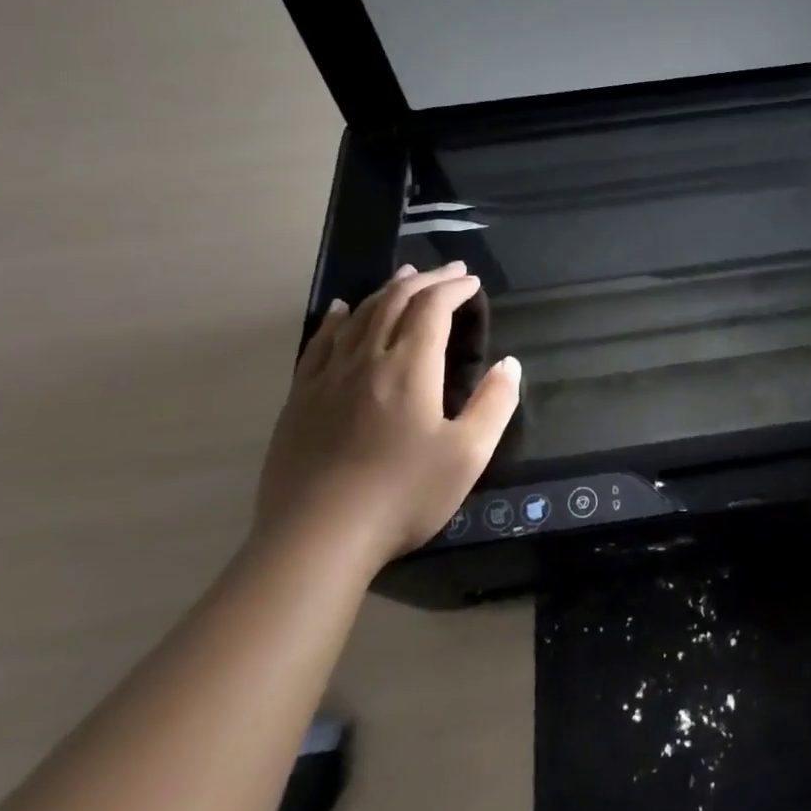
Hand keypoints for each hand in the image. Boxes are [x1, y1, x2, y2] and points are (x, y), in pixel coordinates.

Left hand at [256, 262, 520, 565]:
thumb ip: (495, 404)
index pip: (432, 309)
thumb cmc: (403, 495)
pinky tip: (343, 311)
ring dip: (386, 290)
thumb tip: (510, 364)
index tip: (472, 282)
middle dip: (425, 280)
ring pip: (359, 316)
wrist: (317, 538)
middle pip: (395, 302)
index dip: (453, 288)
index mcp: (409, 367)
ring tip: (405, 277)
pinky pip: (320, 342)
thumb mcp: (468, 455)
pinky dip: (338, 318)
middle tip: (449, 271)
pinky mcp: (301, 399)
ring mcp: (327, 377)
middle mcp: (366, 359)